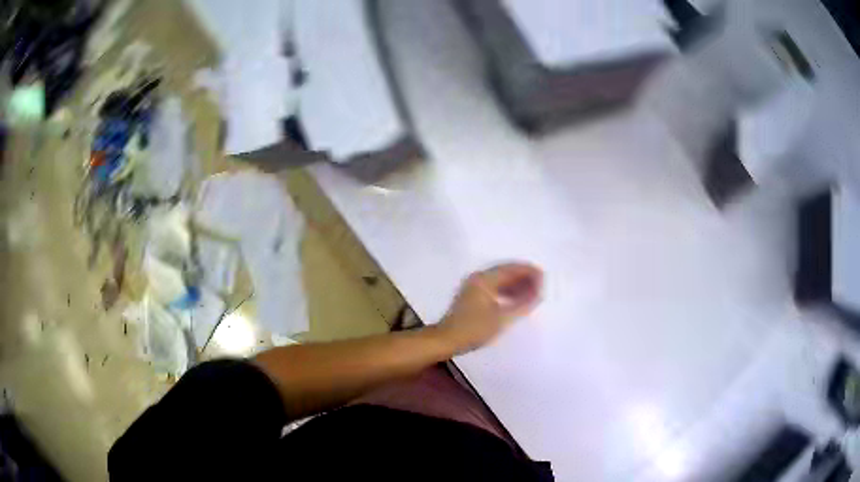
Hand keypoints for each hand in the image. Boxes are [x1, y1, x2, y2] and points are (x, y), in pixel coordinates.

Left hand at [437, 262, 542, 353]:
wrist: (446, 340)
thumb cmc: (473, 329)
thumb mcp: (501, 319)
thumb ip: (522, 305)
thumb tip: (538, 294)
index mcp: (484, 279)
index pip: (512, 269)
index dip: (529, 272)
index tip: (544, 278)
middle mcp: (479, 278)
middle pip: (506, 271)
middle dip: (525, 277)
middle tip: (541, 286)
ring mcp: (474, 286)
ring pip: (501, 280)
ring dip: (517, 285)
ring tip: (533, 293)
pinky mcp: (473, 296)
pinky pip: (495, 287)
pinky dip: (508, 291)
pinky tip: (517, 300)